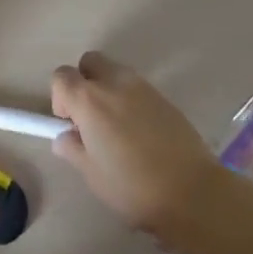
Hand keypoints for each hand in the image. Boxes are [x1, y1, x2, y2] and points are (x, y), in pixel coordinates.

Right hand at [50, 52, 221, 237]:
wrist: (192, 191)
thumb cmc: (133, 186)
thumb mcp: (92, 174)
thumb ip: (73, 149)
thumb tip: (65, 137)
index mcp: (90, 99)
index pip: (61, 76)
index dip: (60, 98)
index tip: (70, 123)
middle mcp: (114, 83)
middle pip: (89, 62)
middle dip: (84, 81)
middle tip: (90, 117)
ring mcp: (142, 86)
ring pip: (115, 72)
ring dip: (108, 89)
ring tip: (117, 127)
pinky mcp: (164, 96)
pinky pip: (137, 87)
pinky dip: (130, 99)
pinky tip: (140, 132)